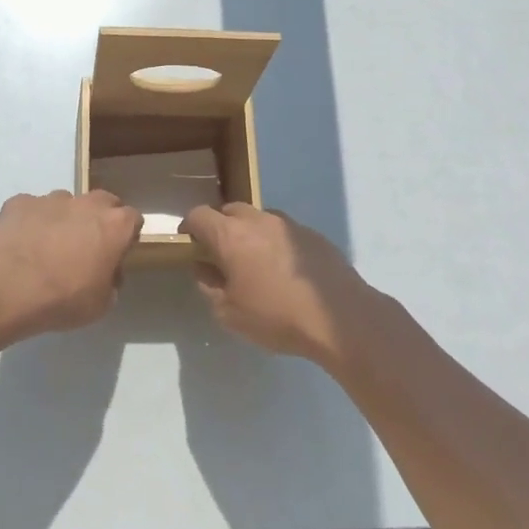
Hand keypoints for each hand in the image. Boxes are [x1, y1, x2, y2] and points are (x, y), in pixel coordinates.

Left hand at [0, 191, 142, 336]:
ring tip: (48, 247)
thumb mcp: (101, 304)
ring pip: (66, 203)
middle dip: (99, 219)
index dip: (126, 236)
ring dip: (64, 219)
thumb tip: (106, 272)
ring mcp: (51, 199)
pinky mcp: (20, 202)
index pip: (132, 219)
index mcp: (115, 226)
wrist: (8, 289)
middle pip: (103, 202)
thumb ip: (111, 282)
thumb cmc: (63, 299)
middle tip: (87, 246)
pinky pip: (32, 209)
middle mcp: (86, 204)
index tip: (117, 253)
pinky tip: (22, 244)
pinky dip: (31, 222)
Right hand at [181, 203, 385, 367]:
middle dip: (219, 227)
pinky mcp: (313, 235)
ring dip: (249, 233)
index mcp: (230, 236)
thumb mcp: (229, 312)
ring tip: (255, 262)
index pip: (198, 215)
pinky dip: (275, 243)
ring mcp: (289, 225)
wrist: (340, 318)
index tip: (189, 245)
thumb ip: (209, 286)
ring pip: (259, 218)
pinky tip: (285, 271)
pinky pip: (284, 232)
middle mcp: (257, 221)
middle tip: (221, 255)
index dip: (189, 228)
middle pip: (229, 210)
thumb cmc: (276, 316)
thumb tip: (203, 267)